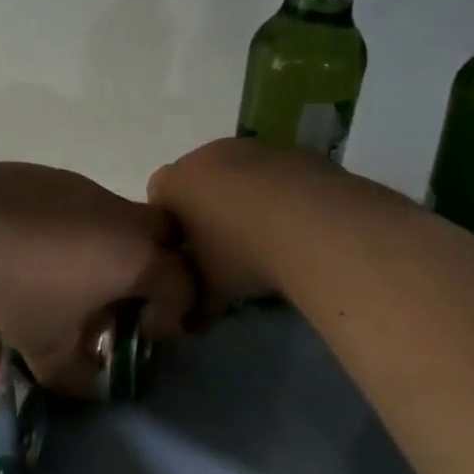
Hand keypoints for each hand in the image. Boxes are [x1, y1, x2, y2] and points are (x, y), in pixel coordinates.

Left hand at [0, 162, 193, 397]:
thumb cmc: (14, 288)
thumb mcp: (45, 347)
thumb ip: (76, 375)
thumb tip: (89, 388)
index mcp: (136, 257)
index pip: (185, 283)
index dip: (176, 313)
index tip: (147, 333)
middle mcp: (123, 217)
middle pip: (168, 238)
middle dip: (160, 269)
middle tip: (129, 298)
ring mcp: (90, 189)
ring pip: (125, 218)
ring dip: (117, 247)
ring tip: (78, 276)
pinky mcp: (58, 177)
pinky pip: (88, 205)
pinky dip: (83, 228)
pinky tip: (42, 249)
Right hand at [148, 138, 343, 313]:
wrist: (315, 225)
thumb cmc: (244, 255)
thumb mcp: (211, 290)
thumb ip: (193, 306)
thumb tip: (189, 325)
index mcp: (177, 182)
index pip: (157, 195)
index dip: (171, 225)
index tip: (189, 253)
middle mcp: (208, 155)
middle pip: (197, 179)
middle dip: (206, 208)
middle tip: (225, 247)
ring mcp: (252, 147)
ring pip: (238, 172)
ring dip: (244, 198)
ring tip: (266, 237)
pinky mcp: (291, 149)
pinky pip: (274, 173)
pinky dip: (278, 193)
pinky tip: (295, 225)